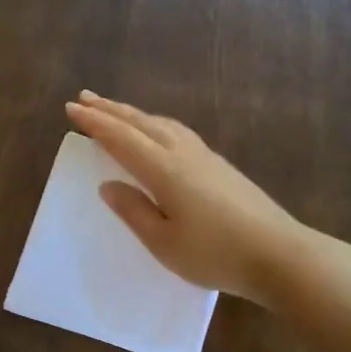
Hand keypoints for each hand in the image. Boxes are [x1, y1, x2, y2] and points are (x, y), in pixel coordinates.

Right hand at [66, 91, 306, 307]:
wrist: (279, 255)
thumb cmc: (215, 255)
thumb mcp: (164, 243)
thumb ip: (134, 211)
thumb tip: (108, 185)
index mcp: (164, 170)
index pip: (121, 138)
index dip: (94, 122)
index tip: (71, 108)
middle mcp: (183, 154)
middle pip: (141, 123)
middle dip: (110, 109)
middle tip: (85, 97)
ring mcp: (206, 157)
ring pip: (162, 124)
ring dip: (135, 114)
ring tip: (116, 110)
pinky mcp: (221, 166)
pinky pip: (178, 132)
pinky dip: (156, 124)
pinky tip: (159, 132)